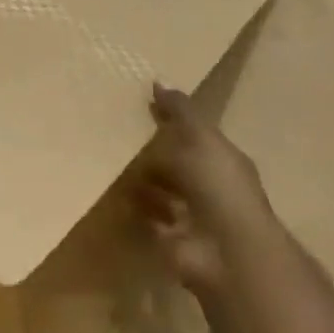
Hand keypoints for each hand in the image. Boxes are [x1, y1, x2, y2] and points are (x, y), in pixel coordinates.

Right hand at [125, 83, 273, 296]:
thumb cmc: (218, 185)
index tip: (141, 104)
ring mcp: (190, 215)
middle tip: (116, 132)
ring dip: (141, 179)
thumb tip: (158, 81)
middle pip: (177, 163)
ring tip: (109, 161)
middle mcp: (208, 186)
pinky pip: (147, 216)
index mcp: (221, 159)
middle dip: (153, 151)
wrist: (224, 250)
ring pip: (161, 190)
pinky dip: (133, 207)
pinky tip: (113, 193)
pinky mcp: (170, 238)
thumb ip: (180, 112)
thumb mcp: (200, 138)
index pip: (194, 133)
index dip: (172, 119)